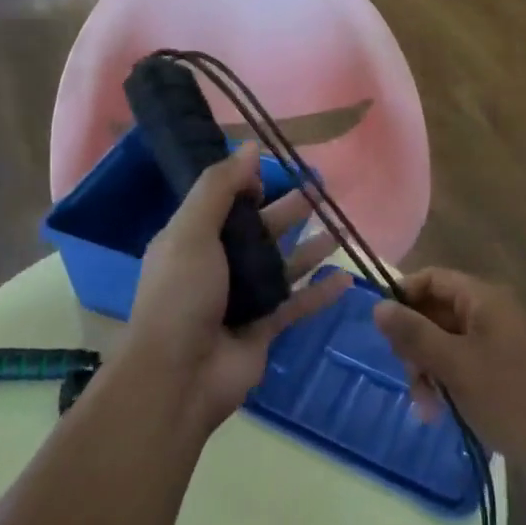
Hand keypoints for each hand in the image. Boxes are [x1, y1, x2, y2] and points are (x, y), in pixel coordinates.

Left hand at [123, 143, 351, 433]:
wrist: (178, 377)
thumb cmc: (180, 295)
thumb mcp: (192, 231)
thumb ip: (219, 187)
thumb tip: (250, 146)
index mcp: (192, 239)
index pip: (223, 203)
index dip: (248, 185)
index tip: (277, 169)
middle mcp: (217, 265)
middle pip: (260, 230)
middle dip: (289, 210)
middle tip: (322, 190)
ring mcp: (242, 299)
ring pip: (283, 265)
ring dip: (310, 247)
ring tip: (341, 226)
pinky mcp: (264, 329)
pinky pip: (297, 304)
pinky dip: (320, 292)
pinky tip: (347, 278)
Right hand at [374, 269, 525, 493]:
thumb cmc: (514, 397)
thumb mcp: (456, 364)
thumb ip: (414, 334)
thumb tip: (377, 305)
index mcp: (483, 300)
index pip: (432, 279)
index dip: (403, 297)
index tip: (382, 330)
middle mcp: (491, 317)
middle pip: (436, 314)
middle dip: (415, 345)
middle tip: (410, 378)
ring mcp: (500, 350)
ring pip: (447, 348)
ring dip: (429, 373)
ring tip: (428, 409)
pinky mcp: (506, 382)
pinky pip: (464, 373)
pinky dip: (449, 389)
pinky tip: (443, 416)